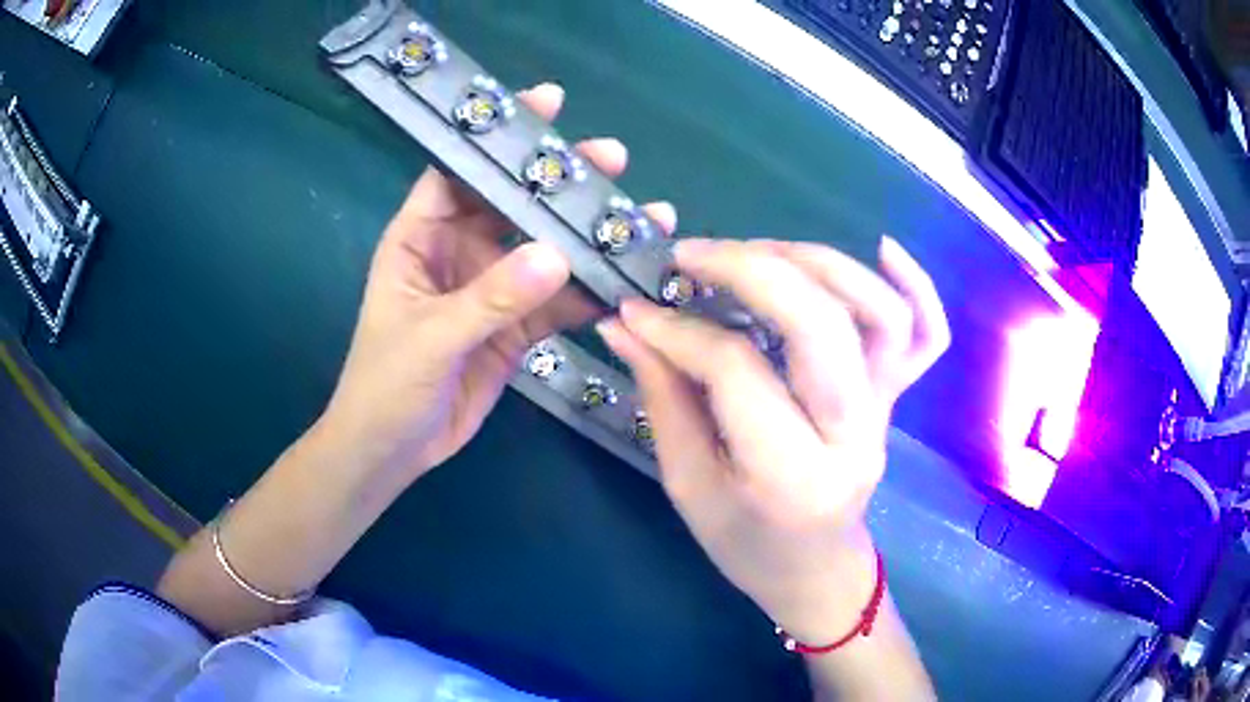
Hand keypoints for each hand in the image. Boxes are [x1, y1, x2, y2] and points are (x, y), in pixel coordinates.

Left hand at [318, 83, 676, 482]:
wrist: (393, 450)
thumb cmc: (385, 384)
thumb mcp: (429, 336)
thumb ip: (490, 297)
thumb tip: (556, 254)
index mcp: (420, 237)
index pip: (459, 171)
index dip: (499, 135)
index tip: (548, 104)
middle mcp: (458, 252)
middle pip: (513, 204)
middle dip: (558, 180)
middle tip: (611, 158)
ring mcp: (490, 289)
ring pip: (543, 251)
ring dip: (585, 236)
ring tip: (639, 216)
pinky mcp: (514, 327)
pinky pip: (556, 301)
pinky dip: (588, 291)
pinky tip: (624, 278)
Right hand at [598, 237, 948, 644]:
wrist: (815, 571)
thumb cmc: (746, 544)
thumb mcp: (688, 486)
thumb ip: (662, 397)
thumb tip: (626, 321)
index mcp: (789, 475)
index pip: (736, 371)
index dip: (678, 330)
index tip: (635, 308)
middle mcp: (852, 435)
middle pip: (820, 324)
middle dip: (751, 269)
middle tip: (693, 257)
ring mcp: (885, 412)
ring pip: (879, 312)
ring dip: (818, 262)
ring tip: (759, 251)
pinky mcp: (897, 398)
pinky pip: (928, 334)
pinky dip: (916, 284)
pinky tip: (882, 248)